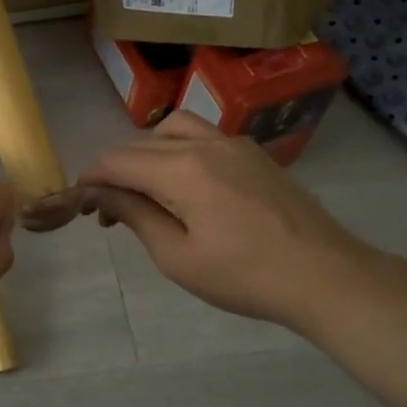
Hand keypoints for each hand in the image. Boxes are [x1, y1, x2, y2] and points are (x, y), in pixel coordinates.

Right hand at [79, 111, 370, 327]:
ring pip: (173, 130)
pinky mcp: (255, 154)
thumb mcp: (176, 255)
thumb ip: (135, 216)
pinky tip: (185, 188)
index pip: (117, 160)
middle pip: (141, 143)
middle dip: (116, 171)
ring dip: (147, 153)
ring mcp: (235, 144)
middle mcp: (205, 144)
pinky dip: (178, 152)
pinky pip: (203, 137)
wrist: (326, 276)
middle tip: (108, 212)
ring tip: (145, 190)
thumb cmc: (244, 275)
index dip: (91, 179)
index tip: (80, 204)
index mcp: (181, 168)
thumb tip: (101, 193)